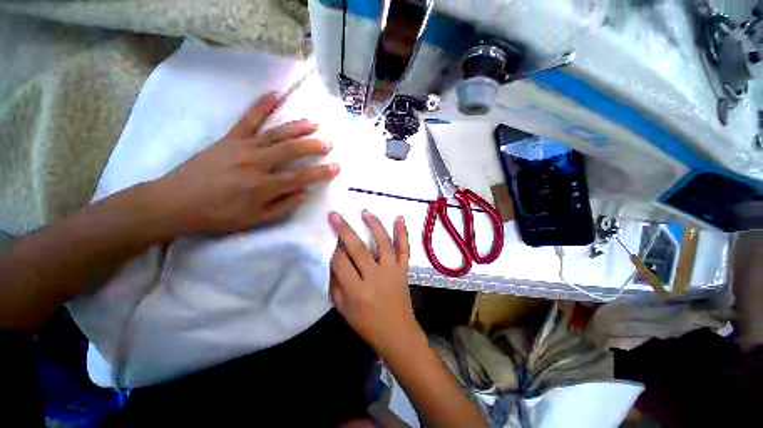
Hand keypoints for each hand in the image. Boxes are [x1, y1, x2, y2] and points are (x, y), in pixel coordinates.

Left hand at [148, 93, 338, 236]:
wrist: (175, 203)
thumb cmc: (218, 216)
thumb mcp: (255, 220)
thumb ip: (284, 207)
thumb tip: (304, 193)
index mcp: (263, 187)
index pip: (300, 178)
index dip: (321, 173)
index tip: (336, 168)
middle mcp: (256, 163)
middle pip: (291, 151)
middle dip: (313, 147)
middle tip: (328, 144)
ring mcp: (242, 147)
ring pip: (276, 134)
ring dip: (297, 127)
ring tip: (314, 123)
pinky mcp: (229, 139)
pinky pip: (248, 119)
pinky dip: (261, 105)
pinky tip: (275, 94)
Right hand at [329, 210, 425, 356]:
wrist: (397, 333)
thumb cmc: (367, 324)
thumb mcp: (343, 310)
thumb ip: (337, 284)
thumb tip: (333, 260)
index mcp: (357, 291)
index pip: (341, 263)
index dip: (334, 249)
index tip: (330, 239)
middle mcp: (375, 277)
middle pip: (359, 249)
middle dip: (345, 231)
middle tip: (335, 215)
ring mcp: (392, 271)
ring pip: (383, 243)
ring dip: (374, 225)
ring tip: (365, 212)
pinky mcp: (403, 269)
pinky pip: (404, 249)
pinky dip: (403, 233)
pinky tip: (399, 217)